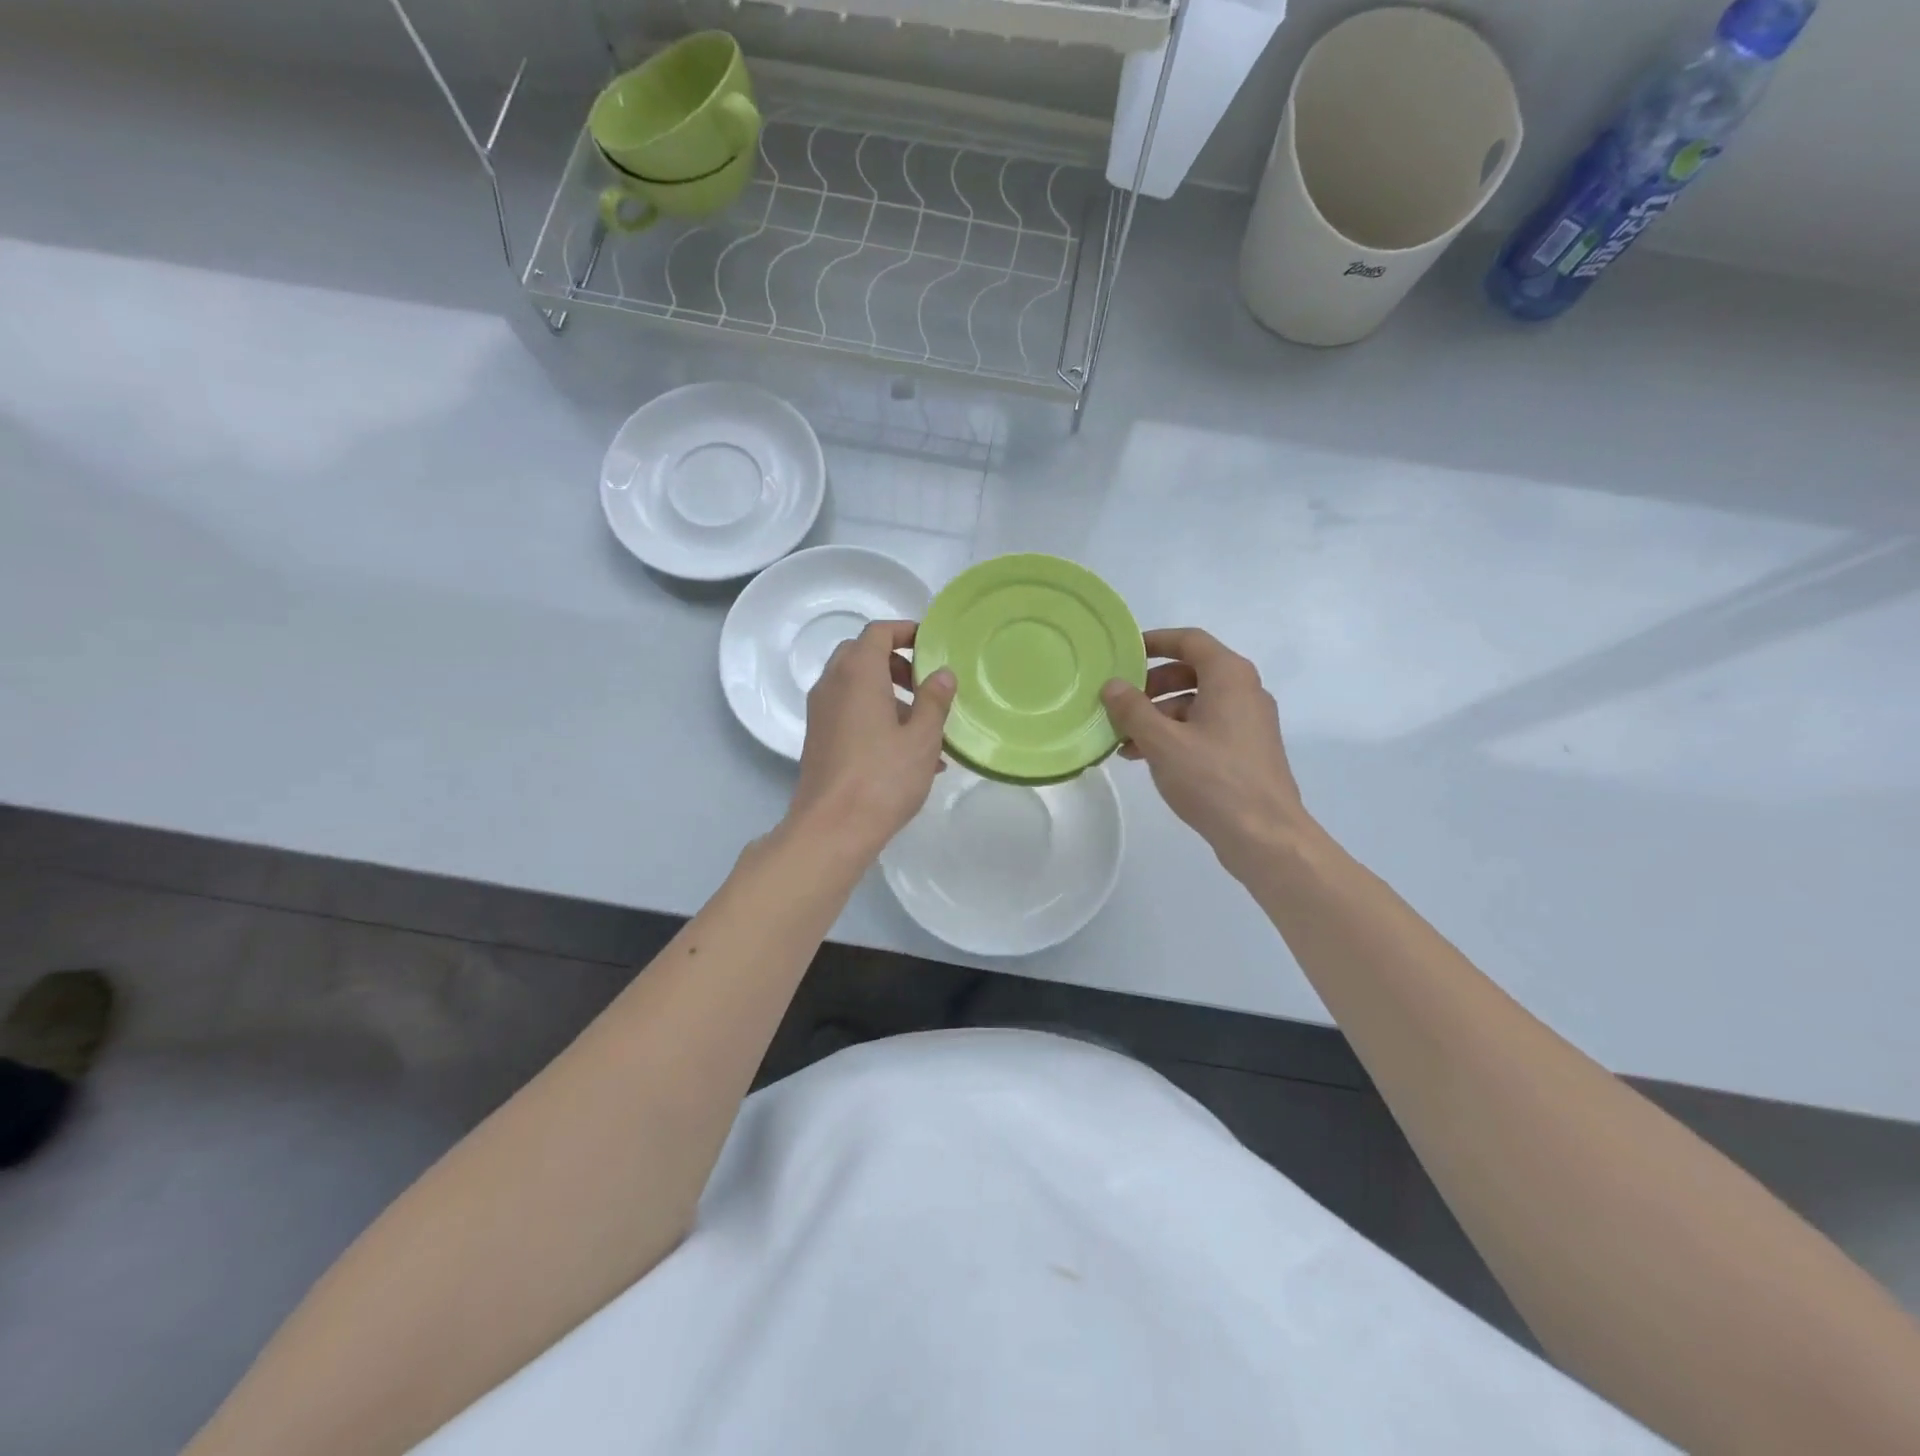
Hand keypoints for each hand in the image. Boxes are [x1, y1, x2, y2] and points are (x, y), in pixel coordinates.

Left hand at [787, 621, 955, 860]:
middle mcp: (832, 685)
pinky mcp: (818, 738)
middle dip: (895, 663)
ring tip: (923, 726)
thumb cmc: (883, 777)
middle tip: (925, 686)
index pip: (878, 632)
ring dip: (886, 693)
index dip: (905, 631)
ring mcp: (820, 712)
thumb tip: (942, 674)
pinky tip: (905, 753)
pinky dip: (873, 715)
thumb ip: (934, 700)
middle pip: (862, 655)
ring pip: (854, 686)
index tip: (930, 644)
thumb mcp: (922, 738)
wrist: (832, 828)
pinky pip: (848, 712)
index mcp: (857, 673)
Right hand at [1101, 628, 1308, 879]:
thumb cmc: (1213, 779)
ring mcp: (1249, 722)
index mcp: (1229, 677)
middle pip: (1192, 671)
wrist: (1265, 835)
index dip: (1155, 642)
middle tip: (1119, 702)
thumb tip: (1111, 685)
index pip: (1189, 641)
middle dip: (1151, 685)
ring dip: (1159, 715)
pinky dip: (1176, 734)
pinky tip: (1147, 757)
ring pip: (1196, 703)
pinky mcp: (1247, 749)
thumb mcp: (1162, 742)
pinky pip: (1206, 727)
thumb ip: (1133, 710)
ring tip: (1124, 740)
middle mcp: (1244, 691)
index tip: (1123, 653)